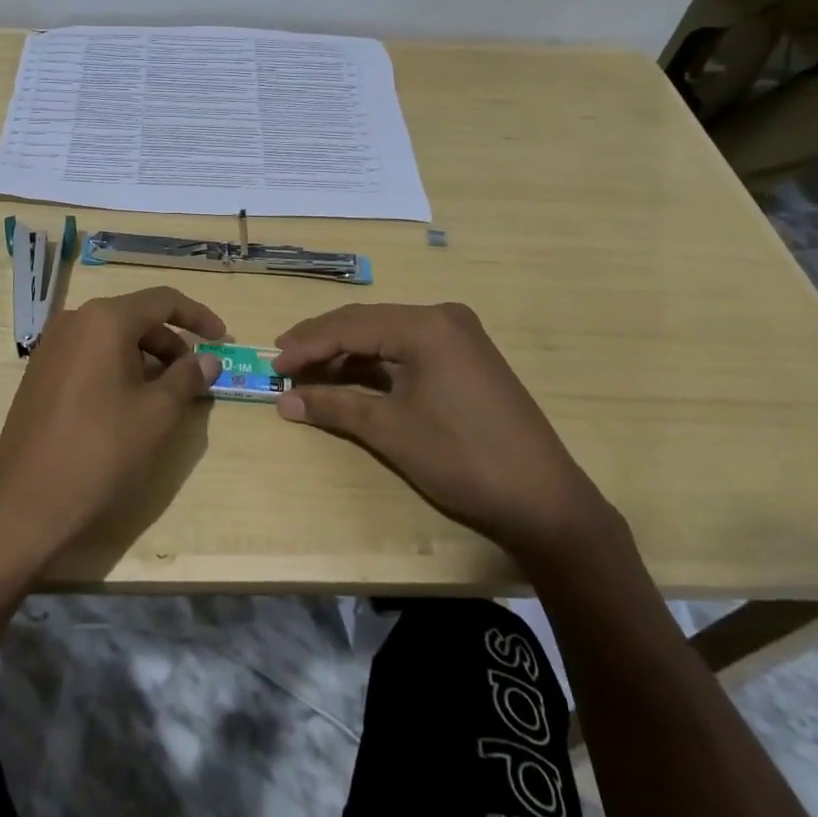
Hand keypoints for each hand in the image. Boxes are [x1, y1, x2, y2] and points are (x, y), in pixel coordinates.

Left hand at [0, 286, 224, 566]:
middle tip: (195, 379)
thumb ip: (187, 378)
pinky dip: (119, 369)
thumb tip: (208, 360)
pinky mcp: (40, 374)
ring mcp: (52, 347)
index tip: (223, 339)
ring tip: (167, 397)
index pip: (162, 300)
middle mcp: (74, 322)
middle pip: (136, 318)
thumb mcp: (157, 414)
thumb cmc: (100, 451)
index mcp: (104, 320)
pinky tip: (130, 405)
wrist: (25, 504)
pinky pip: (90, 357)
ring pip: (112, 339)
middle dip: (172, 344)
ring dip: (146, 359)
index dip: (198, 316)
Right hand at [272, 302, 610, 555]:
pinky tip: (351, 377)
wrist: (544, 499)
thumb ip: (334, 407)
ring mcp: (459, 335)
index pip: (350, 326)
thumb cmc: (462, 458)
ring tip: (308, 369)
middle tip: (283, 360)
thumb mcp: (390, 431)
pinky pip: (408, 349)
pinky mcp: (466, 357)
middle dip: (322, 341)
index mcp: (425, 325)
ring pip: (386, 334)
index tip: (273, 366)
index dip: (307, 345)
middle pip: (366, 322)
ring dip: (347, 352)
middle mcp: (442, 317)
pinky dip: (376, 363)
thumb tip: (284, 400)